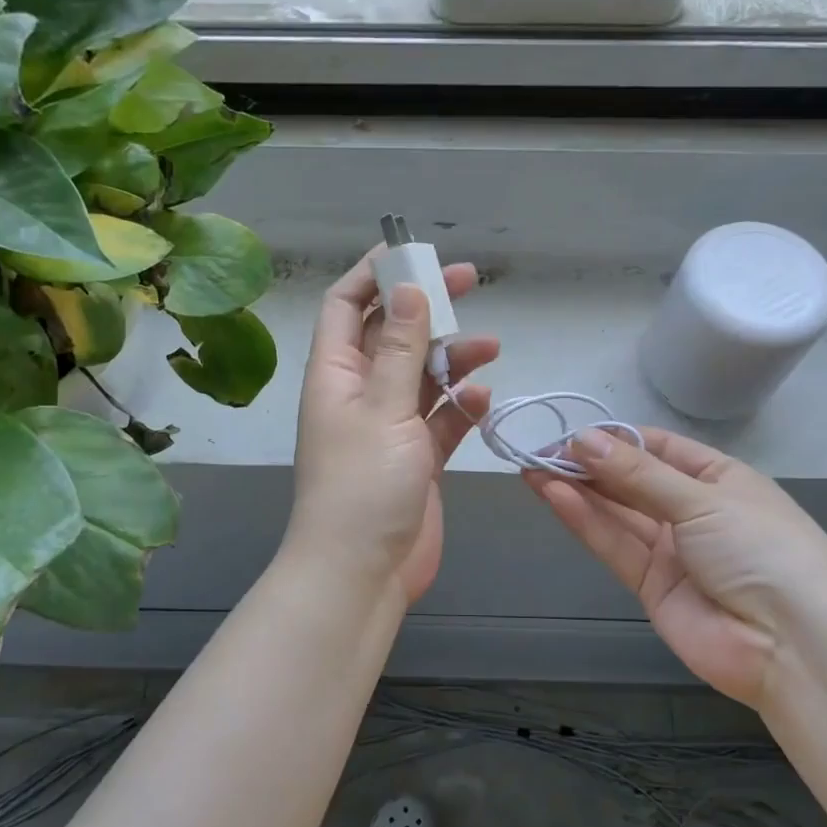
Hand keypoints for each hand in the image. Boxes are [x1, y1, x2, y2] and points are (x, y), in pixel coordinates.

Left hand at [286, 248, 498, 604]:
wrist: (362, 573)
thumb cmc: (363, 485)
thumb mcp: (383, 409)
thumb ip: (399, 348)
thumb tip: (408, 289)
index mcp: (335, 374)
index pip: (345, 305)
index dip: (374, 274)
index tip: (414, 252)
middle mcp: (360, 393)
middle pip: (391, 333)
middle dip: (427, 308)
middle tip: (470, 282)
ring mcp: (389, 427)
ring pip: (422, 375)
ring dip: (453, 358)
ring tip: (490, 347)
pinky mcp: (416, 458)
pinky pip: (441, 419)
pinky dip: (461, 406)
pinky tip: (483, 399)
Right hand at [526, 428, 826, 706]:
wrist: (794, 647)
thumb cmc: (761, 550)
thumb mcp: (703, 499)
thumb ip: (637, 474)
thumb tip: (582, 438)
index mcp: (720, 479)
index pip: (659, 448)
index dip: (616, 438)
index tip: (572, 432)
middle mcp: (693, 511)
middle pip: (633, 480)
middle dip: (590, 464)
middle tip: (539, 450)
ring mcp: (672, 551)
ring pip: (617, 512)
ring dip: (578, 489)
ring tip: (532, 468)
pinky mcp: (652, 586)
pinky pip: (615, 544)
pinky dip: (585, 520)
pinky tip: (553, 495)